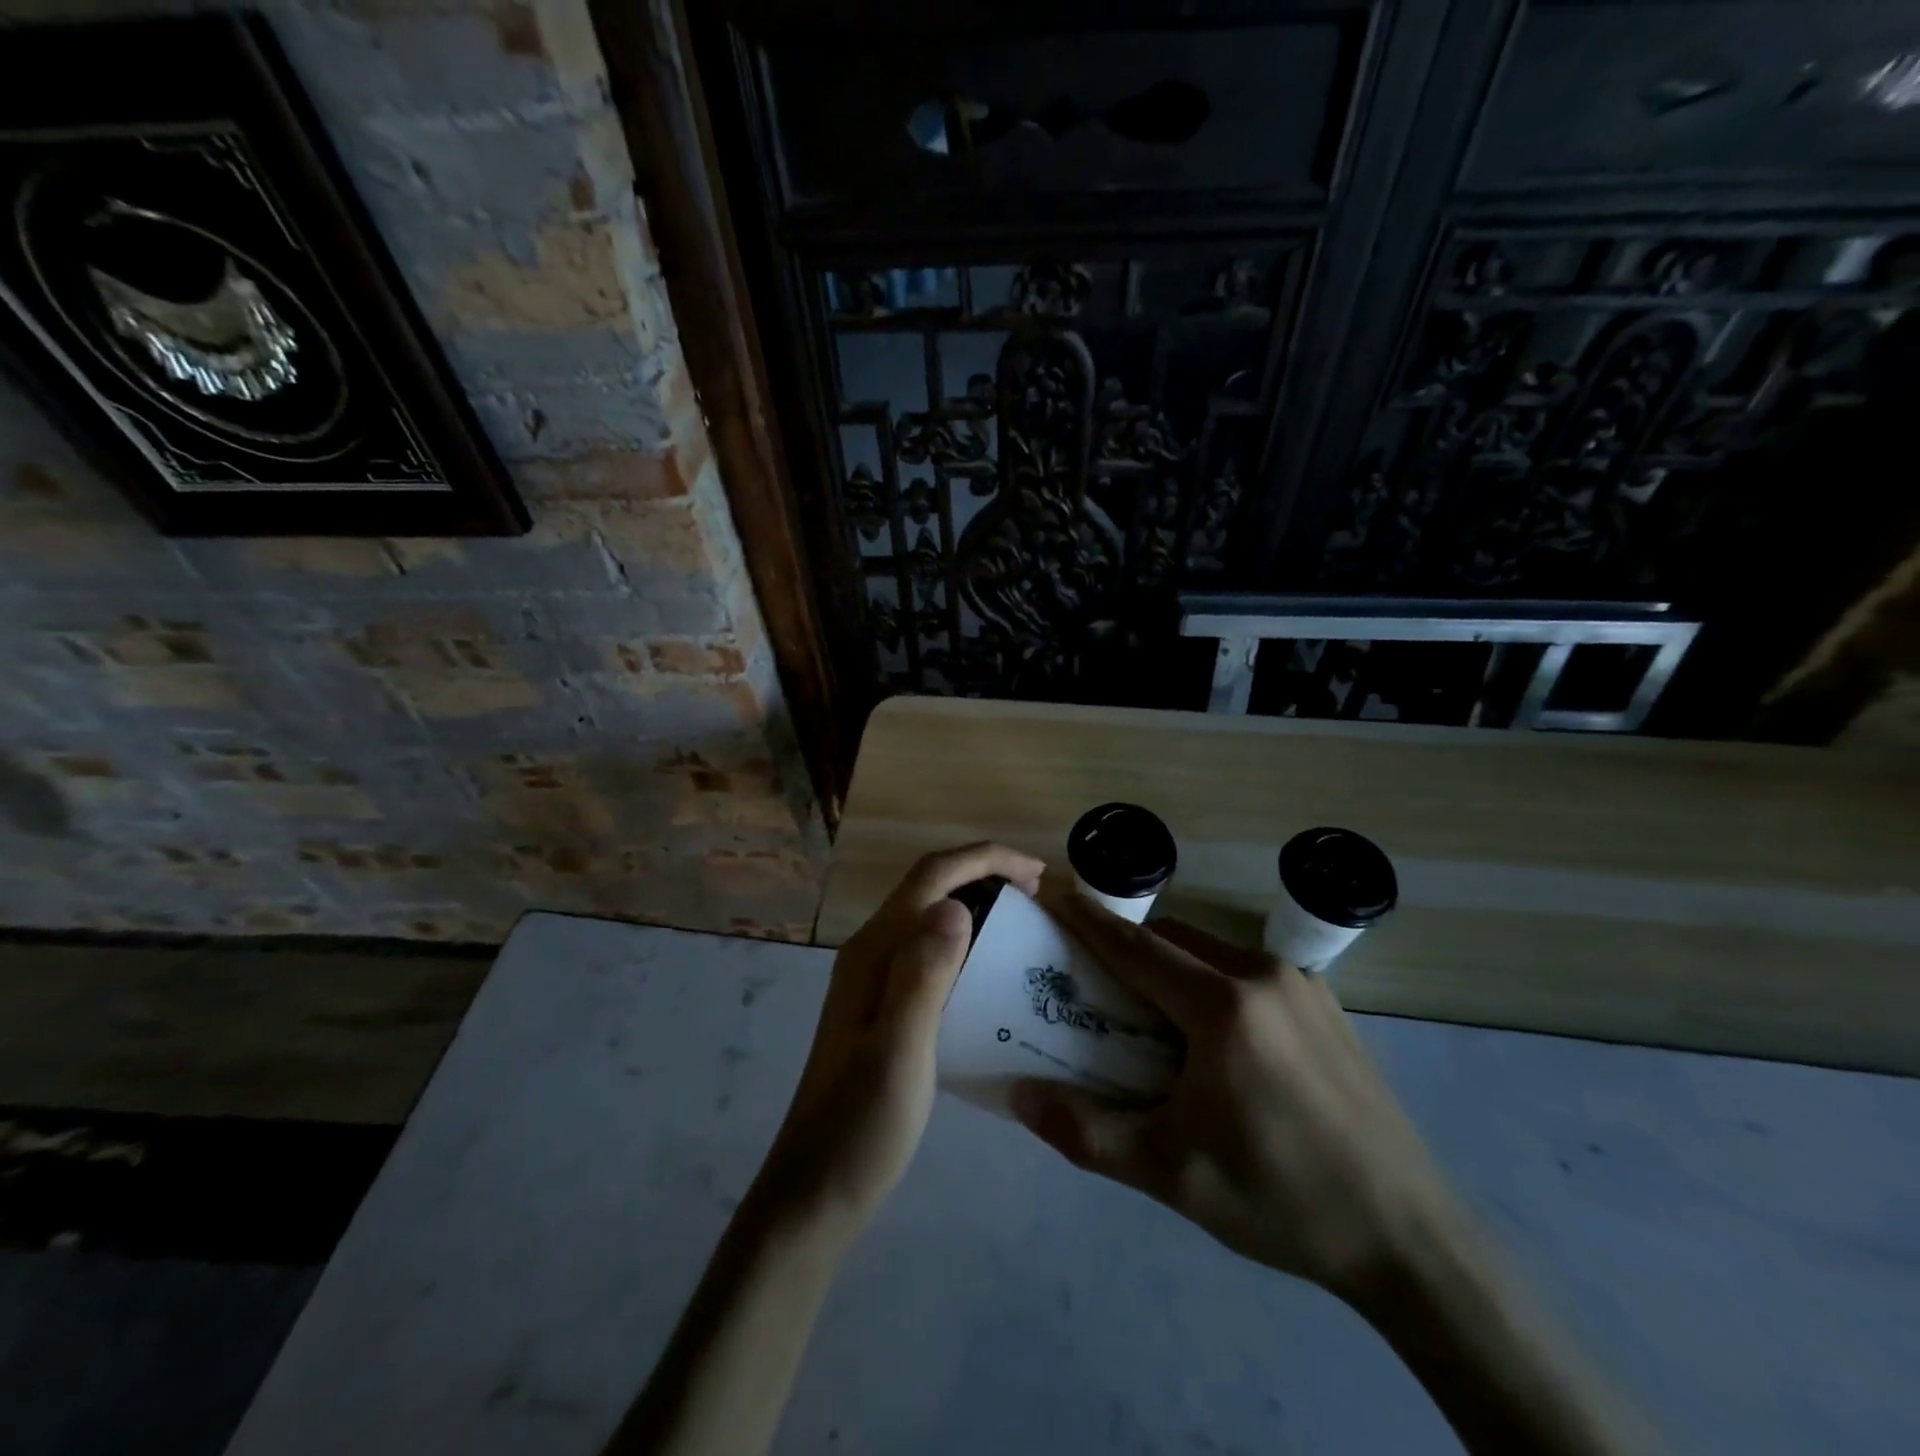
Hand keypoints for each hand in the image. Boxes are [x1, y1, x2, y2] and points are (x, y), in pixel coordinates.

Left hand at [757, 842, 1044, 1231]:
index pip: (932, 876)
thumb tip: (955, 904)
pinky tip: (990, 972)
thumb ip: (923, 974)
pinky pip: (927, 949)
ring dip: (976, 904)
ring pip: (928, 916)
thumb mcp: (900, 1049)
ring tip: (1023, 925)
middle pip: (930, 886)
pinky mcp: (880, 1005)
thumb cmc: (862, 1125)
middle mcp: (871, 951)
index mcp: (875, 950)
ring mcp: (872, 979)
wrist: (815, 1190)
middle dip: (985, 875)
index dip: (986, 859)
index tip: (1038, 874)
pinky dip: (965, 940)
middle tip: (1039, 897)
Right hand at [1011, 893, 1457, 1300]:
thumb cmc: (1280, 1199)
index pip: (1136, 947)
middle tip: (1092, 978)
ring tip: (1150, 1013)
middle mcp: (1262, 976)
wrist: (1409, 1238)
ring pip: (1212, 951)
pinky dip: (1212, 981)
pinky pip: (1249, 971)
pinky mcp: (1327, 1005)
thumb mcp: (1172, 1173)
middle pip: (1173, 939)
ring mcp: (1303, 986)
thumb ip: (1087, 1132)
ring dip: (1171, 964)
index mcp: (1223, 1007)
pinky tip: (1215, 1037)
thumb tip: (1018, 1095)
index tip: (1054, 893)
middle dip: (1127, 946)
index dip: (1089, 919)